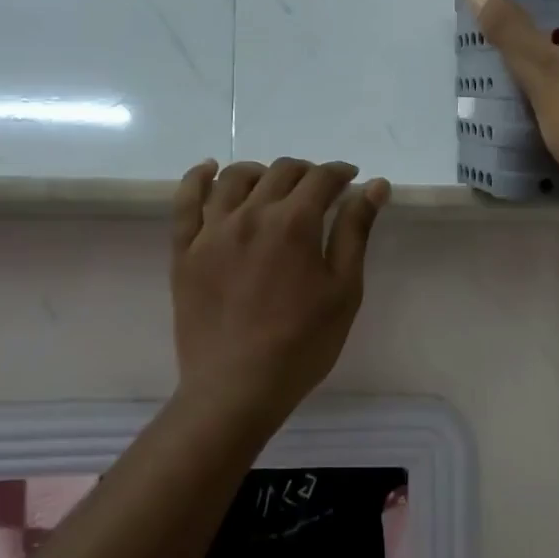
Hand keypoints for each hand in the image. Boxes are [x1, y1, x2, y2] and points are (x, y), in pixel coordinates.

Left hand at [170, 158, 389, 424]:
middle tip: (319, 191)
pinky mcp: (185, 250)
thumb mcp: (343, 290)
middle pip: (281, 173)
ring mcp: (212, 230)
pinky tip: (209, 170)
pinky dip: (197, 178)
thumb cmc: (302, 344)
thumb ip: (355, 231)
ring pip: (235, 178)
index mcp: (294, 223)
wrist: (237, 388)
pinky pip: (185, 202)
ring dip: (262, 172)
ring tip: (274, 185)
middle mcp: (251, 214)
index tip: (351, 180)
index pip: (321, 178)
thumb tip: (373, 186)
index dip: (340, 173)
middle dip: (307, 173)